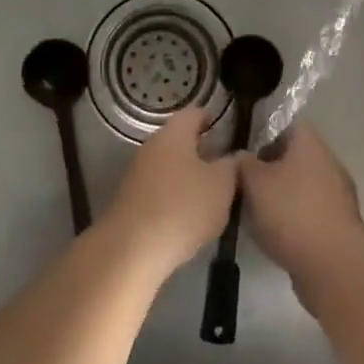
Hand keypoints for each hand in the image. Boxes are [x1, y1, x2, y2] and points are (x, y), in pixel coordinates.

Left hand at [103, 107, 238, 277]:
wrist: (132, 249)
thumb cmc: (183, 207)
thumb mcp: (222, 185)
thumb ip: (232, 166)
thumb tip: (233, 157)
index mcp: (173, 134)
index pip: (194, 113)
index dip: (212, 119)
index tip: (229, 132)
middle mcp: (151, 147)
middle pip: (180, 141)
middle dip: (202, 152)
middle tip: (226, 168)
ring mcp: (137, 174)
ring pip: (169, 167)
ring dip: (188, 177)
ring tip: (212, 196)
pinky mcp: (130, 200)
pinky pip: (159, 190)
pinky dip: (174, 197)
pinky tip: (189, 217)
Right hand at [239, 123, 363, 303]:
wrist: (333, 265)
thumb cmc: (291, 212)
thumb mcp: (254, 182)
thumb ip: (242, 163)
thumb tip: (239, 156)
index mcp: (308, 142)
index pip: (282, 123)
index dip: (258, 131)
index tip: (237, 145)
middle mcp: (326, 161)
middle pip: (290, 154)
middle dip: (265, 166)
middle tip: (237, 178)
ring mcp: (336, 193)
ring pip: (297, 184)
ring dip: (277, 193)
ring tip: (248, 207)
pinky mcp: (336, 223)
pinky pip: (306, 210)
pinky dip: (289, 217)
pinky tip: (269, 231)